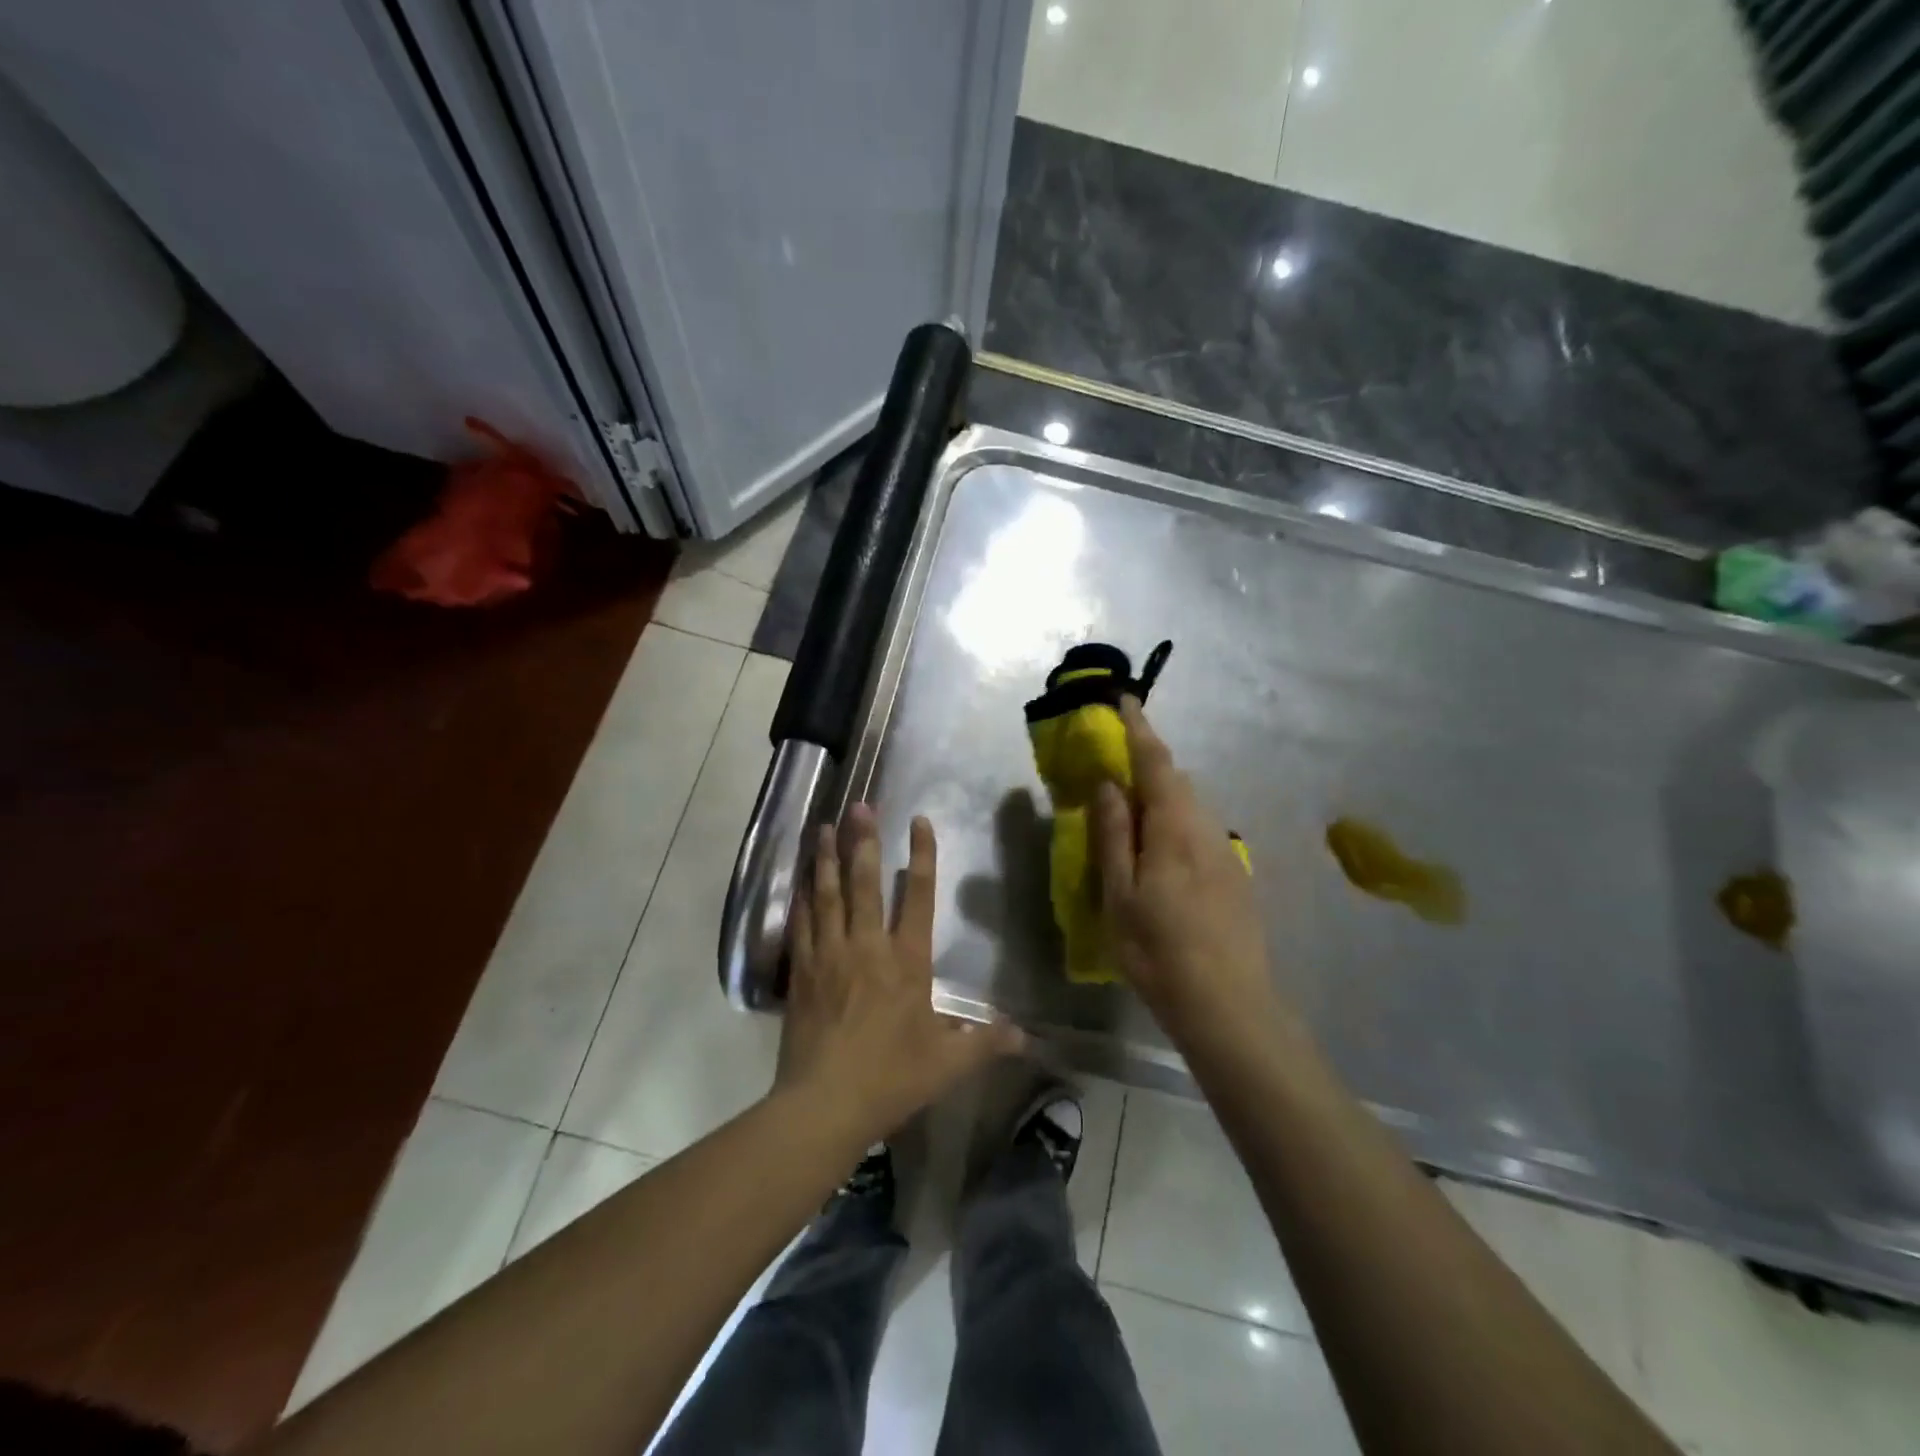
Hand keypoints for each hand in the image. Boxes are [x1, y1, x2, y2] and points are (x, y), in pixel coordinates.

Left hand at [775, 803, 1025, 1143]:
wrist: (824, 1104)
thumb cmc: (891, 1078)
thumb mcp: (948, 1064)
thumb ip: (986, 1043)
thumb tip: (1027, 1037)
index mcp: (906, 961)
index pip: (917, 897)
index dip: (920, 856)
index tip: (918, 822)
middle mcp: (867, 947)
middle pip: (864, 883)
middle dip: (862, 841)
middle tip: (859, 806)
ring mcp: (829, 956)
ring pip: (828, 895)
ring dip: (826, 859)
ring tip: (822, 827)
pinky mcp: (801, 972)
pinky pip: (801, 925)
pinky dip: (801, 899)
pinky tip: (800, 881)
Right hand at [1093, 698, 1287, 1052]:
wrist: (1230, 1007)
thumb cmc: (1159, 952)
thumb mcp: (1120, 895)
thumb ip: (1114, 835)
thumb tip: (1108, 784)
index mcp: (1175, 829)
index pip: (1156, 763)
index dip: (1139, 728)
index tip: (1125, 699)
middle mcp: (1207, 829)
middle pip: (1176, 781)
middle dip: (1147, 763)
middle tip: (1114, 766)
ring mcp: (1226, 853)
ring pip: (1190, 806)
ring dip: (1161, 795)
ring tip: (1131, 814)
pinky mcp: (1235, 876)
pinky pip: (1200, 830)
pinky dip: (1175, 822)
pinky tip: (1160, 854)